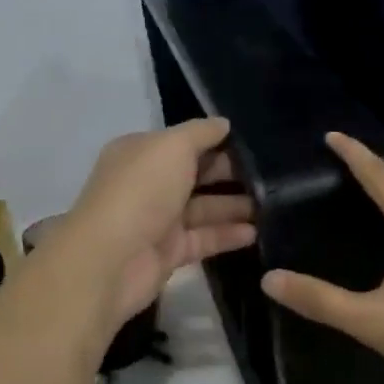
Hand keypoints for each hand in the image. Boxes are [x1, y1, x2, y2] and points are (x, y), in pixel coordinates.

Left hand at [58, 118, 256, 325]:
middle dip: (231, 174)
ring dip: (235, 206)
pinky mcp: (169, 252)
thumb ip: (201, 133)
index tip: (255, 143)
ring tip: (274, 205)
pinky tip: (256, 232)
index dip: (217, 140)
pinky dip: (228, 234)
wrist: (109, 260)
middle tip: (273, 175)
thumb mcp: (172, 147)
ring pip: (203, 208)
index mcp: (142, 153)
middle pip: (196, 174)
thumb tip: (224, 124)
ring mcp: (158, 220)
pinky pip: (204, 238)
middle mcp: (149, 183)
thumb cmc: (140, 191)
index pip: (184, 142)